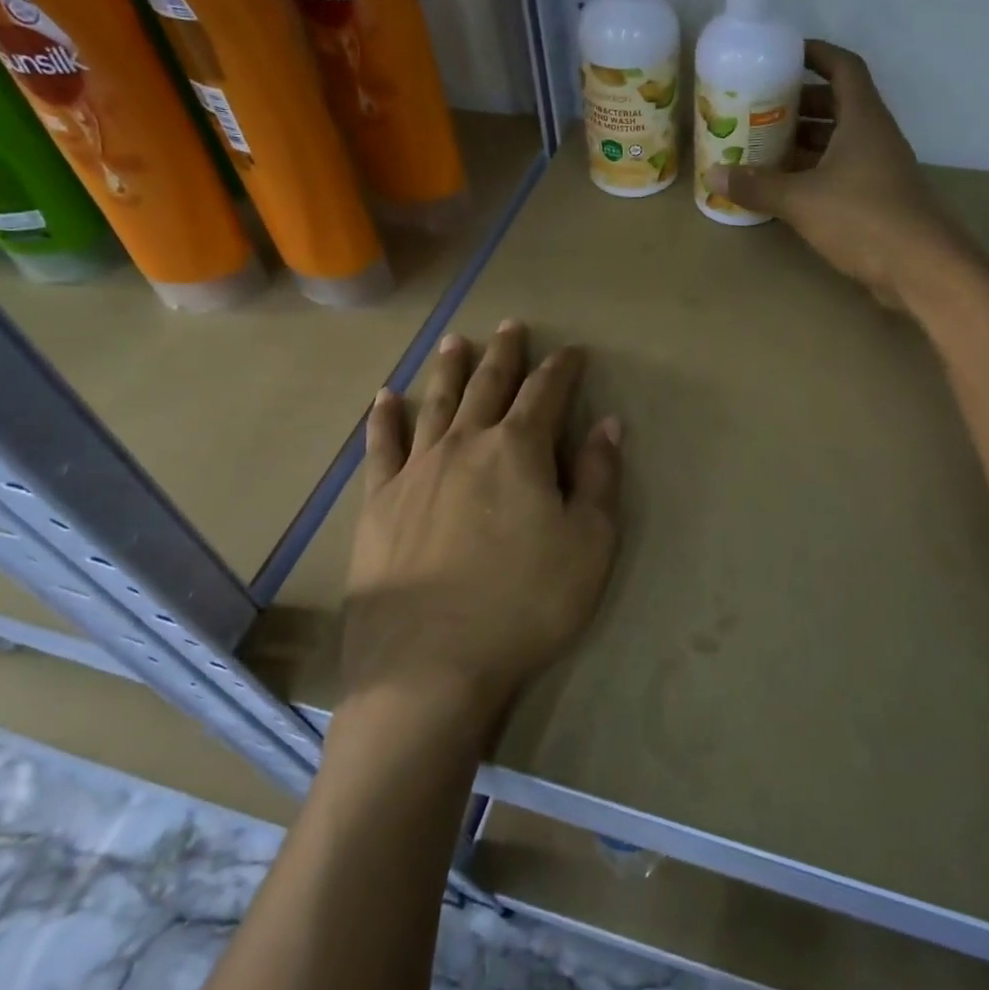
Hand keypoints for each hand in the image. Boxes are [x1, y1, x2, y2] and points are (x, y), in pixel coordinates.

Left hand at [344, 321, 623, 726]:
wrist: (430, 662)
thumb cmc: (525, 603)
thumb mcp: (589, 544)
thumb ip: (600, 478)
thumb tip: (608, 424)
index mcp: (518, 450)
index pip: (546, 393)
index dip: (562, 368)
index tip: (573, 350)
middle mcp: (466, 444)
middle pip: (489, 385)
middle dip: (505, 353)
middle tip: (512, 326)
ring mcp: (417, 469)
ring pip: (437, 402)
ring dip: (450, 369)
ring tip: (456, 341)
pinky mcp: (379, 501)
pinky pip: (382, 446)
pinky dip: (385, 417)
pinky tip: (386, 398)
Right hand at [705, 40, 959, 308]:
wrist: (920, 268)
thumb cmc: (862, 218)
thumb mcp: (801, 200)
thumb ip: (757, 186)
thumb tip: (713, 173)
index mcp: (862, 119)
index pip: (843, 67)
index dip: (816, 53)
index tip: (784, 53)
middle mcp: (874, 136)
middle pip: (838, 104)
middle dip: (800, 102)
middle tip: (760, 106)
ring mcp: (878, 168)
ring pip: (838, 140)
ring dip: (805, 139)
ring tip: (764, 145)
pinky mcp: (877, 198)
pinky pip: (841, 170)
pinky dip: (813, 170)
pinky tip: (785, 186)